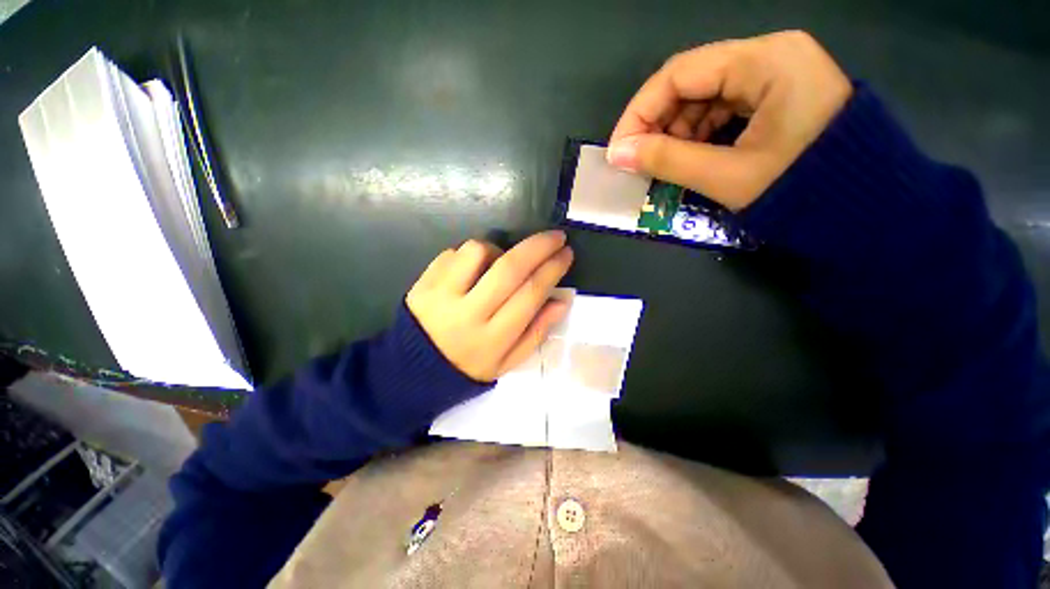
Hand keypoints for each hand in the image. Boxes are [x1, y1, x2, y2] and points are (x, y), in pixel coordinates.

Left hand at [406, 231, 573, 381]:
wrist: (414, 368)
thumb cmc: (470, 366)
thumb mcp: (508, 362)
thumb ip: (537, 332)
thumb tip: (561, 300)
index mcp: (492, 338)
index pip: (530, 294)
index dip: (553, 270)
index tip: (566, 254)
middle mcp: (468, 314)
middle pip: (509, 269)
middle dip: (538, 246)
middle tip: (555, 237)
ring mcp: (441, 295)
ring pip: (478, 251)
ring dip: (498, 248)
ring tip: (501, 261)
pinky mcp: (424, 282)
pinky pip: (453, 252)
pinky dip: (471, 254)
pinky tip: (474, 268)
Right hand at [608, 30, 851, 210]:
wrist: (866, 209)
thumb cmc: (800, 191)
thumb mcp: (725, 176)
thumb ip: (666, 160)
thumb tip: (618, 154)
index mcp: (766, 61)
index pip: (679, 73)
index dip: (639, 113)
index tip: (618, 150)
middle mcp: (771, 54)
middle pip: (692, 80)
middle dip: (658, 124)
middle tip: (639, 161)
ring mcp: (778, 71)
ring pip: (705, 94)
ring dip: (677, 130)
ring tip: (665, 163)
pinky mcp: (779, 92)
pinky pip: (725, 105)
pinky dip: (700, 132)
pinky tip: (692, 155)